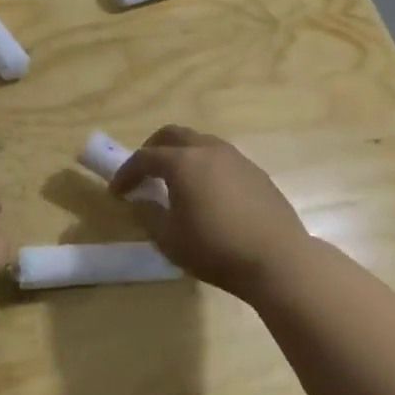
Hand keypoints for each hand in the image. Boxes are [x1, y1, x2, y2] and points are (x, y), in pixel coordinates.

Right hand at [109, 125, 310, 299]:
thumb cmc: (215, 249)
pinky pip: (221, 158)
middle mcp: (208, 150)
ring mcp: (236, 158)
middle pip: (173, 135)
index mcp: (182, 163)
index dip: (126, 172)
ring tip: (175, 182)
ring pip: (200, 143)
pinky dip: (204, 166)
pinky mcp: (256, 172)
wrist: (277, 260)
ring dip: (181, 155)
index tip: (117, 192)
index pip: (144, 157)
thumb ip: (148, 215)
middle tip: (144, 173)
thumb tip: (142, 200)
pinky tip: (207, 193)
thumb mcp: (169, 239)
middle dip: (152, 150)